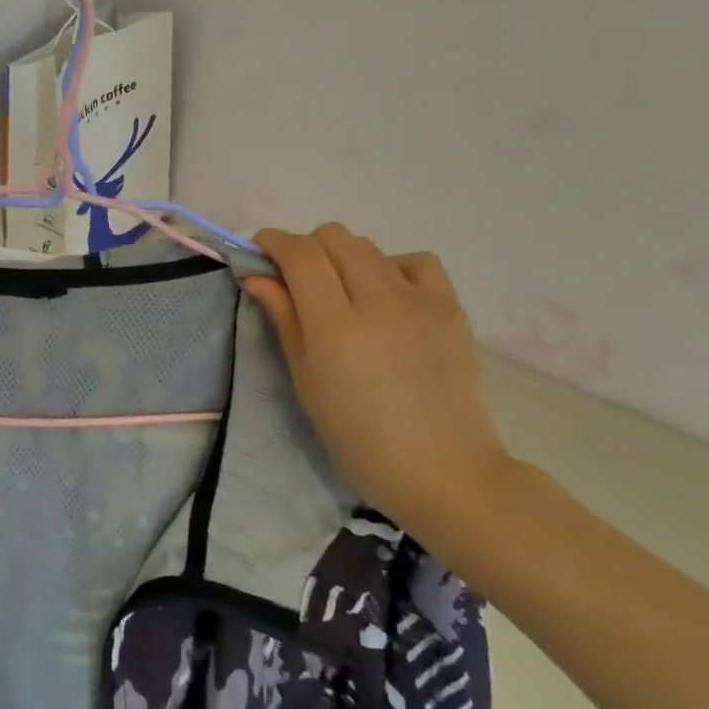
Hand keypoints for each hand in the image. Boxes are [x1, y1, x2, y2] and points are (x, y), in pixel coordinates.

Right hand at [245, 225, 512, 535]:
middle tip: (298, 280)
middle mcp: (378, 301)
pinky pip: (415, 262)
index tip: (259, 251)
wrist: (444, 471)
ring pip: (369, 247)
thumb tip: (257, 276)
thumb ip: (284, 319)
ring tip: (343, 294)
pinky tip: (387, 296)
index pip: (300, 254)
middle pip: (334, 238)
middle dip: (307, 248)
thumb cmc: (359, 438)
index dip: (273, 242)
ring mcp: (420, 301)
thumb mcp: (307, 381)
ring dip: (344, 258)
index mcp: (335, 327)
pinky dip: (391, 267)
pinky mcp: (451, 307)